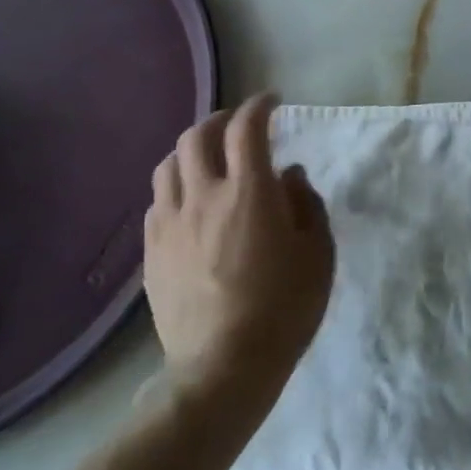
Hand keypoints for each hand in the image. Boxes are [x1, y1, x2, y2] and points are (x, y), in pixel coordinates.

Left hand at [144, 96, 334, 422]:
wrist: (224, 367)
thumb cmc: (285, 307)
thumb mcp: (318, 252)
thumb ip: (306, 204)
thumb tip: (289, 175)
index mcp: (250, 192)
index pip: (247, 128)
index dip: (258, 106)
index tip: (271, 102)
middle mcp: (204, 197)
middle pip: (197, 137)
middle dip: (219, 120)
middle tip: (238, 125)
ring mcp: (171, 225)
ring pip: (169, 165)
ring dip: (190, 150)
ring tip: (209, 159)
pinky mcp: (152, 253)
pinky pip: (157, 203)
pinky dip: (176, 188)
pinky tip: (190, 203)